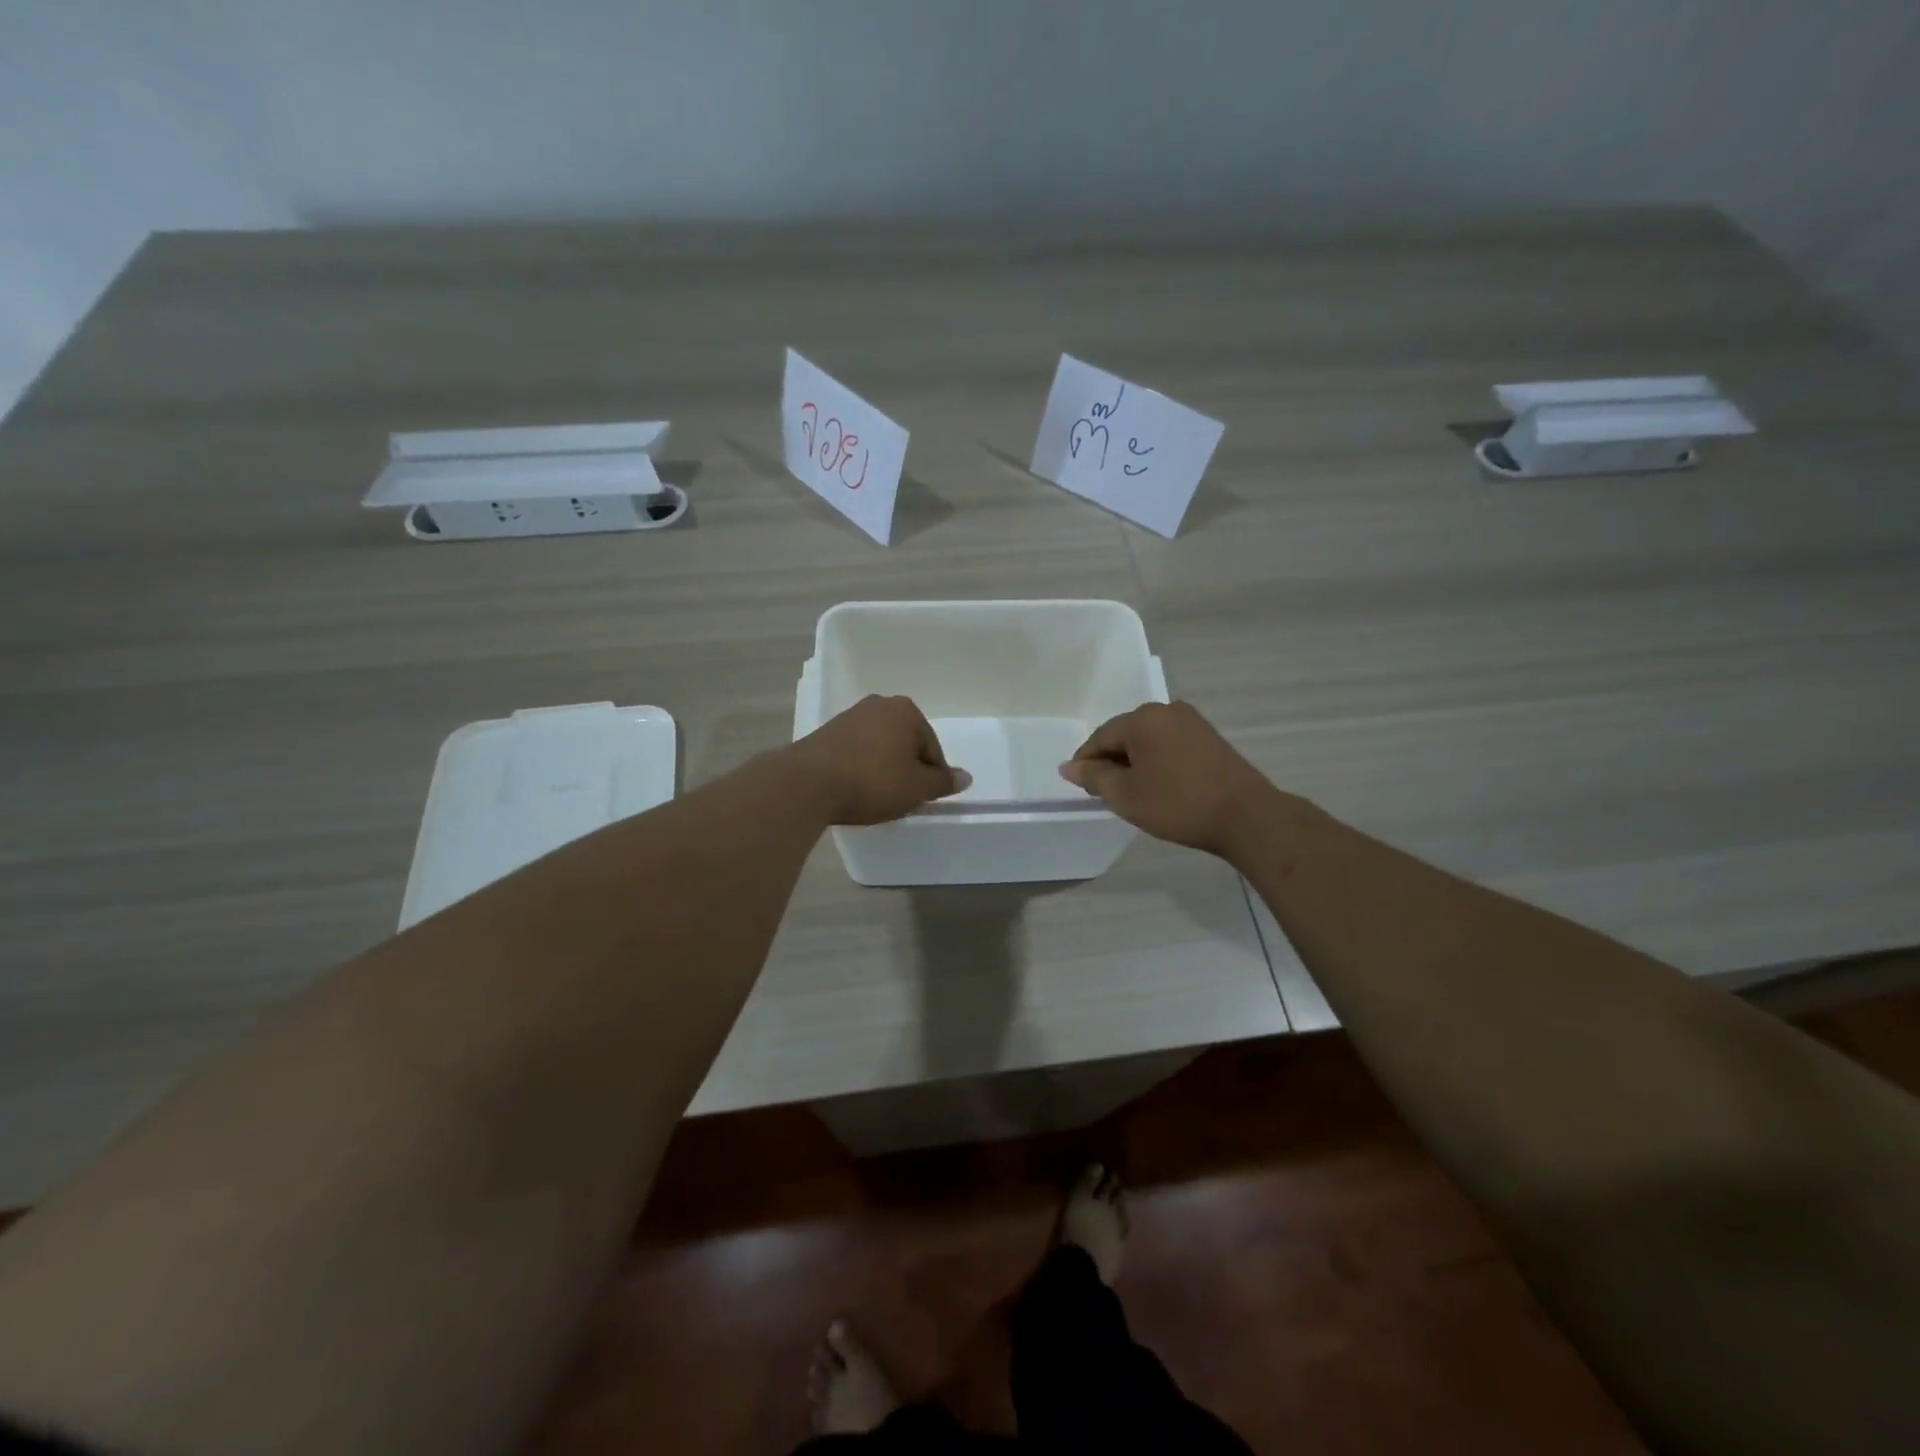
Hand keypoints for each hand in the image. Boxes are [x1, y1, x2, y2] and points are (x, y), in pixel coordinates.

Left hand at [789, 695, 971, 825]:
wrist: (808, 783)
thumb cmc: (872, 782)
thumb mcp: (916, 788)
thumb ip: (942, 782)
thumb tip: (965, 777)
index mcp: (906, 711)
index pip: (932, 748)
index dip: (931, 777)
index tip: (921, 798)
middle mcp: (879, 705)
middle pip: (905, 743)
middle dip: (906, 768)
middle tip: (901, 798)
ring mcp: (850, 716)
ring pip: (880, 746)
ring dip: (883, 768)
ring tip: (876, 796)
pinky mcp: (827, 732)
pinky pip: (856, 751)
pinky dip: (861, 767)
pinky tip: (855, 788)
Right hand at [1059, 701, 1280, 857]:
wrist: (1246, 816)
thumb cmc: (1177, 804)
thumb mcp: (1126, 795)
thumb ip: (1093, 777)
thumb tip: (1068, 766)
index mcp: (1142, 719)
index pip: (1100, 737)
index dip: (1086, 762)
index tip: (1081, 786)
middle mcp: (1166, 710)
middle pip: (1125, 734)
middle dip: (1111, 760)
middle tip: (1106, 792)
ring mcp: (1192, 722)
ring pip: (1148, 739)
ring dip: (1135, 761)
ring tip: (1133, 791)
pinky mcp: (1210, 737)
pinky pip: (1169, 744)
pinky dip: (1157, 761)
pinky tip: (1160, 784)